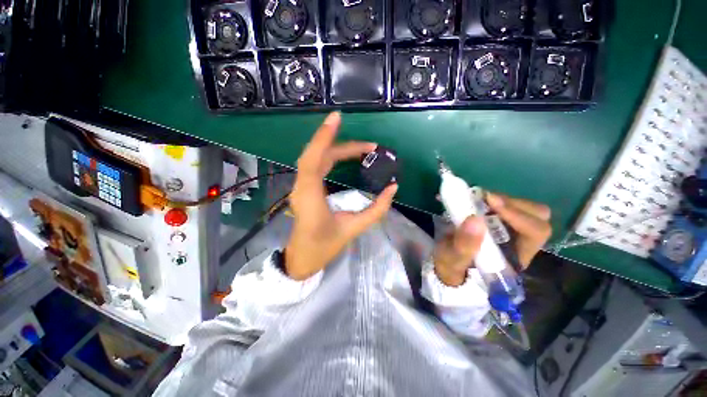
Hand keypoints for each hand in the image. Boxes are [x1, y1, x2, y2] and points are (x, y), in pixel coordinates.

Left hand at [284, 112, 398, 279]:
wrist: (302, 258)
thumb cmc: (325, 247)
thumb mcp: (353, 229)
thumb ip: (376, 210)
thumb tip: (393, 189)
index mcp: (310, 197)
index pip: (313, 160)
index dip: (323, 137)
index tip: (336, 118)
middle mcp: (302, 187)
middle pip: (318, 156)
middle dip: (343, 146)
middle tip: (370, 147)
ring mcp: (301, 187)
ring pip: (316, 159)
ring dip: (337, 149)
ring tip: (362, 150)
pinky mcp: (305, 188)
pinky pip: (315, 165)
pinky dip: (330, 156)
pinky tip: (344, 156)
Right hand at [433, 193, 551, 286]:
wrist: (447, 264)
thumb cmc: (453, 267)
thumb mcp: (453, 260)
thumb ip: (464, 245)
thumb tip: (475, 219)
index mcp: (515, 257)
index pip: (535, 232)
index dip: (518, 215)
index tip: (491, 202)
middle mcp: (519, 242)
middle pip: (537, 216)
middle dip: (512, 204)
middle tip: (486, 199)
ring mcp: (510, 230)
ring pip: (525, 207)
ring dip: (502, 199)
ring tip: (478, 198)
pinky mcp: (499, 221)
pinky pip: (507, 204)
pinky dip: (493, 198)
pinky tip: (477, 199)